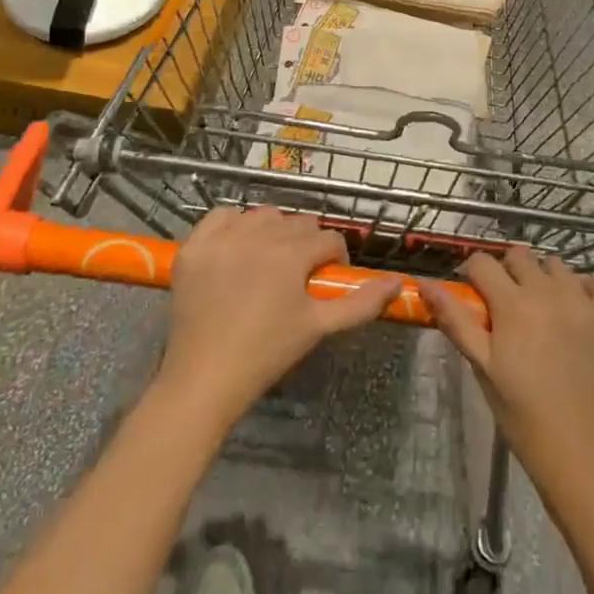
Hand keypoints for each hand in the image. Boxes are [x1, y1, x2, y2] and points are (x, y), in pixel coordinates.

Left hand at [157, 206, 400, 428]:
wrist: (205, 378)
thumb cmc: (267, 353)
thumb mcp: (319, 328)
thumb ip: (361, 303)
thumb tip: (398, 283)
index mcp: (292, 253)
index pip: (328, 238)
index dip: (333, 259)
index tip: (325, 280)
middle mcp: (258, 235)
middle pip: (297, 222)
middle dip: (305, 244)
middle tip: (296, 277)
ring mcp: (223, 238)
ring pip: (262, 215)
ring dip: (272, 232)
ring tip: (268, 262)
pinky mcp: (195, 246)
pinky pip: (222, 216)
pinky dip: (232, 225)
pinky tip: (235, 250)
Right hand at [422, 247, 593, 497]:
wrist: (578, 453)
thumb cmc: (521, 412)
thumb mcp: (481, 366)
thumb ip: (455, 320)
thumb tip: (425, 283)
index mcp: (512, 304)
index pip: (483, 262)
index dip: (473, 275)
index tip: (475, 295)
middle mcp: (549, 292)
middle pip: (520, 256)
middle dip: (508, 272)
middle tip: (508, 305)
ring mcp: (585, 302)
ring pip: (558, 266)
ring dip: (545, 279)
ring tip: (544, 310)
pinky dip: (590, 288)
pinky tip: (580, 309)